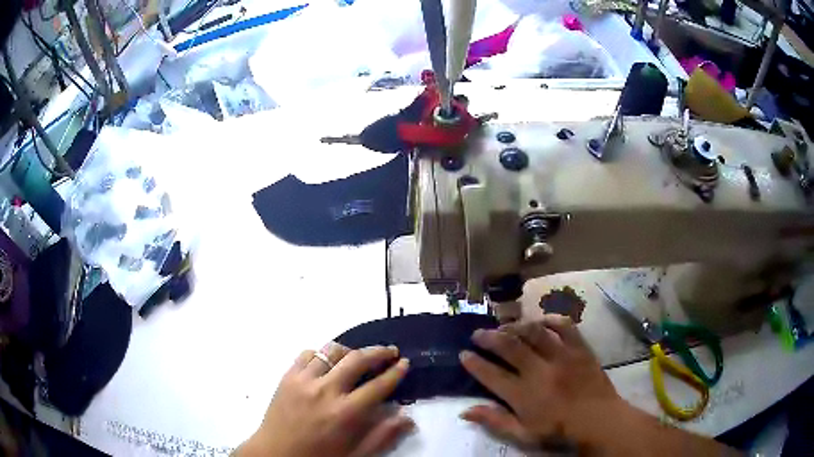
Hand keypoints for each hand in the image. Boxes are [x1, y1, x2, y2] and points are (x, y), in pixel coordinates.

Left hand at [237, 343, 412, 456]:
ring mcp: (303, 380)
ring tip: (358, 356)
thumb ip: (382, 435)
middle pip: (357, 360)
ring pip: (331, 351)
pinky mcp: (287, 376)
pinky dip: (321, 354)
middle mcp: (325, 391)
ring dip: (350, 351)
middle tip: (390, 351)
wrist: (275, 454)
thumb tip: (406, 416)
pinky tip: (327, 363)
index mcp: (345, 413)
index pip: (378, 385)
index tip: (405, 363)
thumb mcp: (355, 454)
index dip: (395, 372)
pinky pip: (307, 354)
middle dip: (379, 352)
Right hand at [459, 315, 626, 450]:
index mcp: (524, 395)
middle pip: (509, 347)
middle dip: (489, 337)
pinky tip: (541, 321)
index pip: (491, 375)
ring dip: (515, 326)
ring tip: (505, 326)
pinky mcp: (579, 348)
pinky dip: (551, 320)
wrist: (598, 419)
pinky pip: (565, 327)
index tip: (463, 354)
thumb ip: (495, 421)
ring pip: (534, 332)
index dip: (474, 363)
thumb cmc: (559, 430)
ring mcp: (561, 356)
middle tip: (477, 333)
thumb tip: (465, 411)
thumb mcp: (523, 434)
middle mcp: (540, 371)